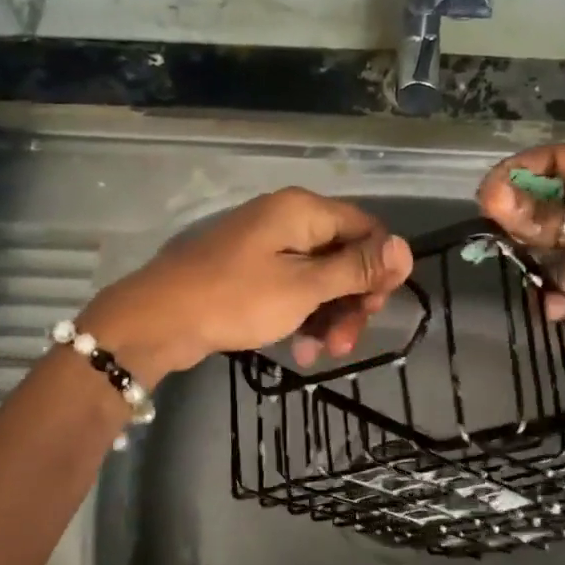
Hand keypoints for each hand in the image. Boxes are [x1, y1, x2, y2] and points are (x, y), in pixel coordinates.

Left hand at [80, 188, 412, 381]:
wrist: (158, 320)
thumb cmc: (236, 299)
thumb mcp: (304, 287)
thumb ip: (355, 268)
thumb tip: (405, 248)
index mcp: (303, 211)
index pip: (366, 228)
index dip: (380, 267)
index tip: (378, 308)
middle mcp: (288, 219)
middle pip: (343, 254)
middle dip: (352, 300)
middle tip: (349, 342)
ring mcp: (267, 245)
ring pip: (319, 276)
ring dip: (329, 315)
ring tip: (324, 354)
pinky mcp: (250, 271)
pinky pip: (292, 288)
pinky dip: (302, 315)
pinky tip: (302, 350)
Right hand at [477, 144, 564, 368]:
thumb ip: (542, 218)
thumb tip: (489, 196)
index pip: (556, 159)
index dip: (519, 172)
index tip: (486, 193)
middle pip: (543, 196)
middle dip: (519, 216)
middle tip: (492, 229)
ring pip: (540, 235)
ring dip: (530, 254)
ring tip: (524, 268)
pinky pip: (549, 270)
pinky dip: (547, 288)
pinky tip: (557, 306)